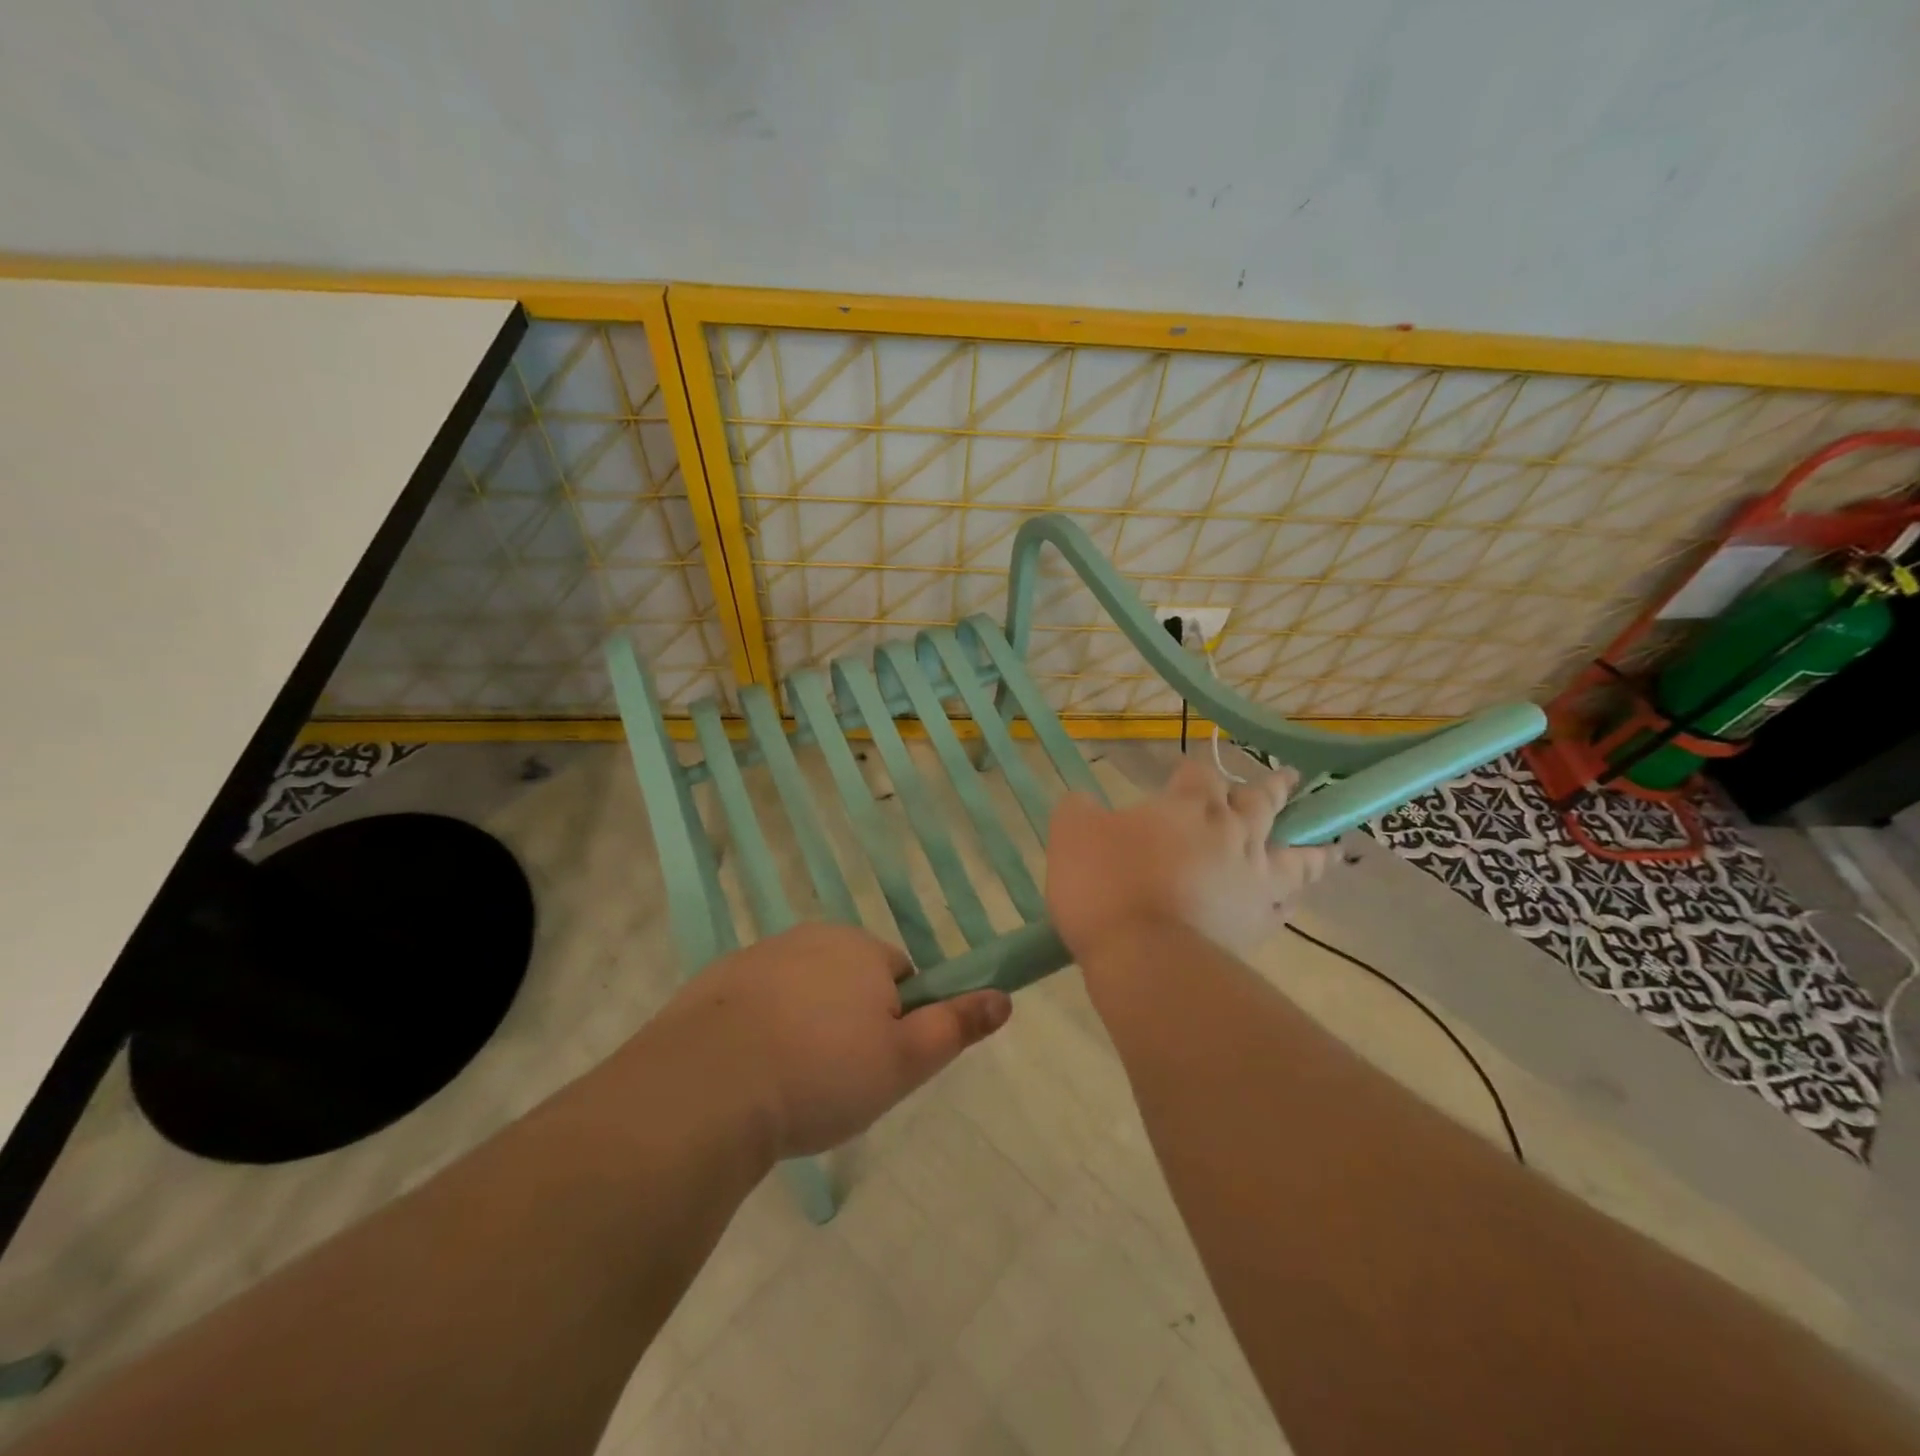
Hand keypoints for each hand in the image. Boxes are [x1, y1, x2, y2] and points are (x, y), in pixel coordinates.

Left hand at [642, 923, 1011, 1159]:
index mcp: (859, 948)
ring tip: (790, 1085)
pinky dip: (760, 1031)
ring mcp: (757, 957)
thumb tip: (1004, 998)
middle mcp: (810, 938)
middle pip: (848, 980)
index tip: (876, 1065)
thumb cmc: (820, 1073)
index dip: (896, 1022)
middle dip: (849, 1022)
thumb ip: (955, 1026)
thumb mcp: (903, 1062)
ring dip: (803, 1027)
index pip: (898, 976)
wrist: (705, 1088)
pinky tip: (749, 1076)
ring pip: (801, 992)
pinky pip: (755, 1004)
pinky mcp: (714, 984)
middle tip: (835, 1082)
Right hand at [1047, 759, 1331, 963]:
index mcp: (1189, 806)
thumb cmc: (1106, 884)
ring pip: (1294, 857)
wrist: (1144, 957)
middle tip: (1288, 780)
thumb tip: (1083, 802)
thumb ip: (1079, 809)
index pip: (1200, 774)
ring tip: (1324, 847)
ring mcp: (1252, 880)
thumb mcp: (1072, 833)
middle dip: (1272, 789)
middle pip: (1261, 804)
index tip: (1185, 773)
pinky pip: (1284, 906)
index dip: (1193, 771)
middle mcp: (1232, 834)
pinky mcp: (1256, 924)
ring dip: (1308, 848)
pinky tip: (1288, 902)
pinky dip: (1290, 899)